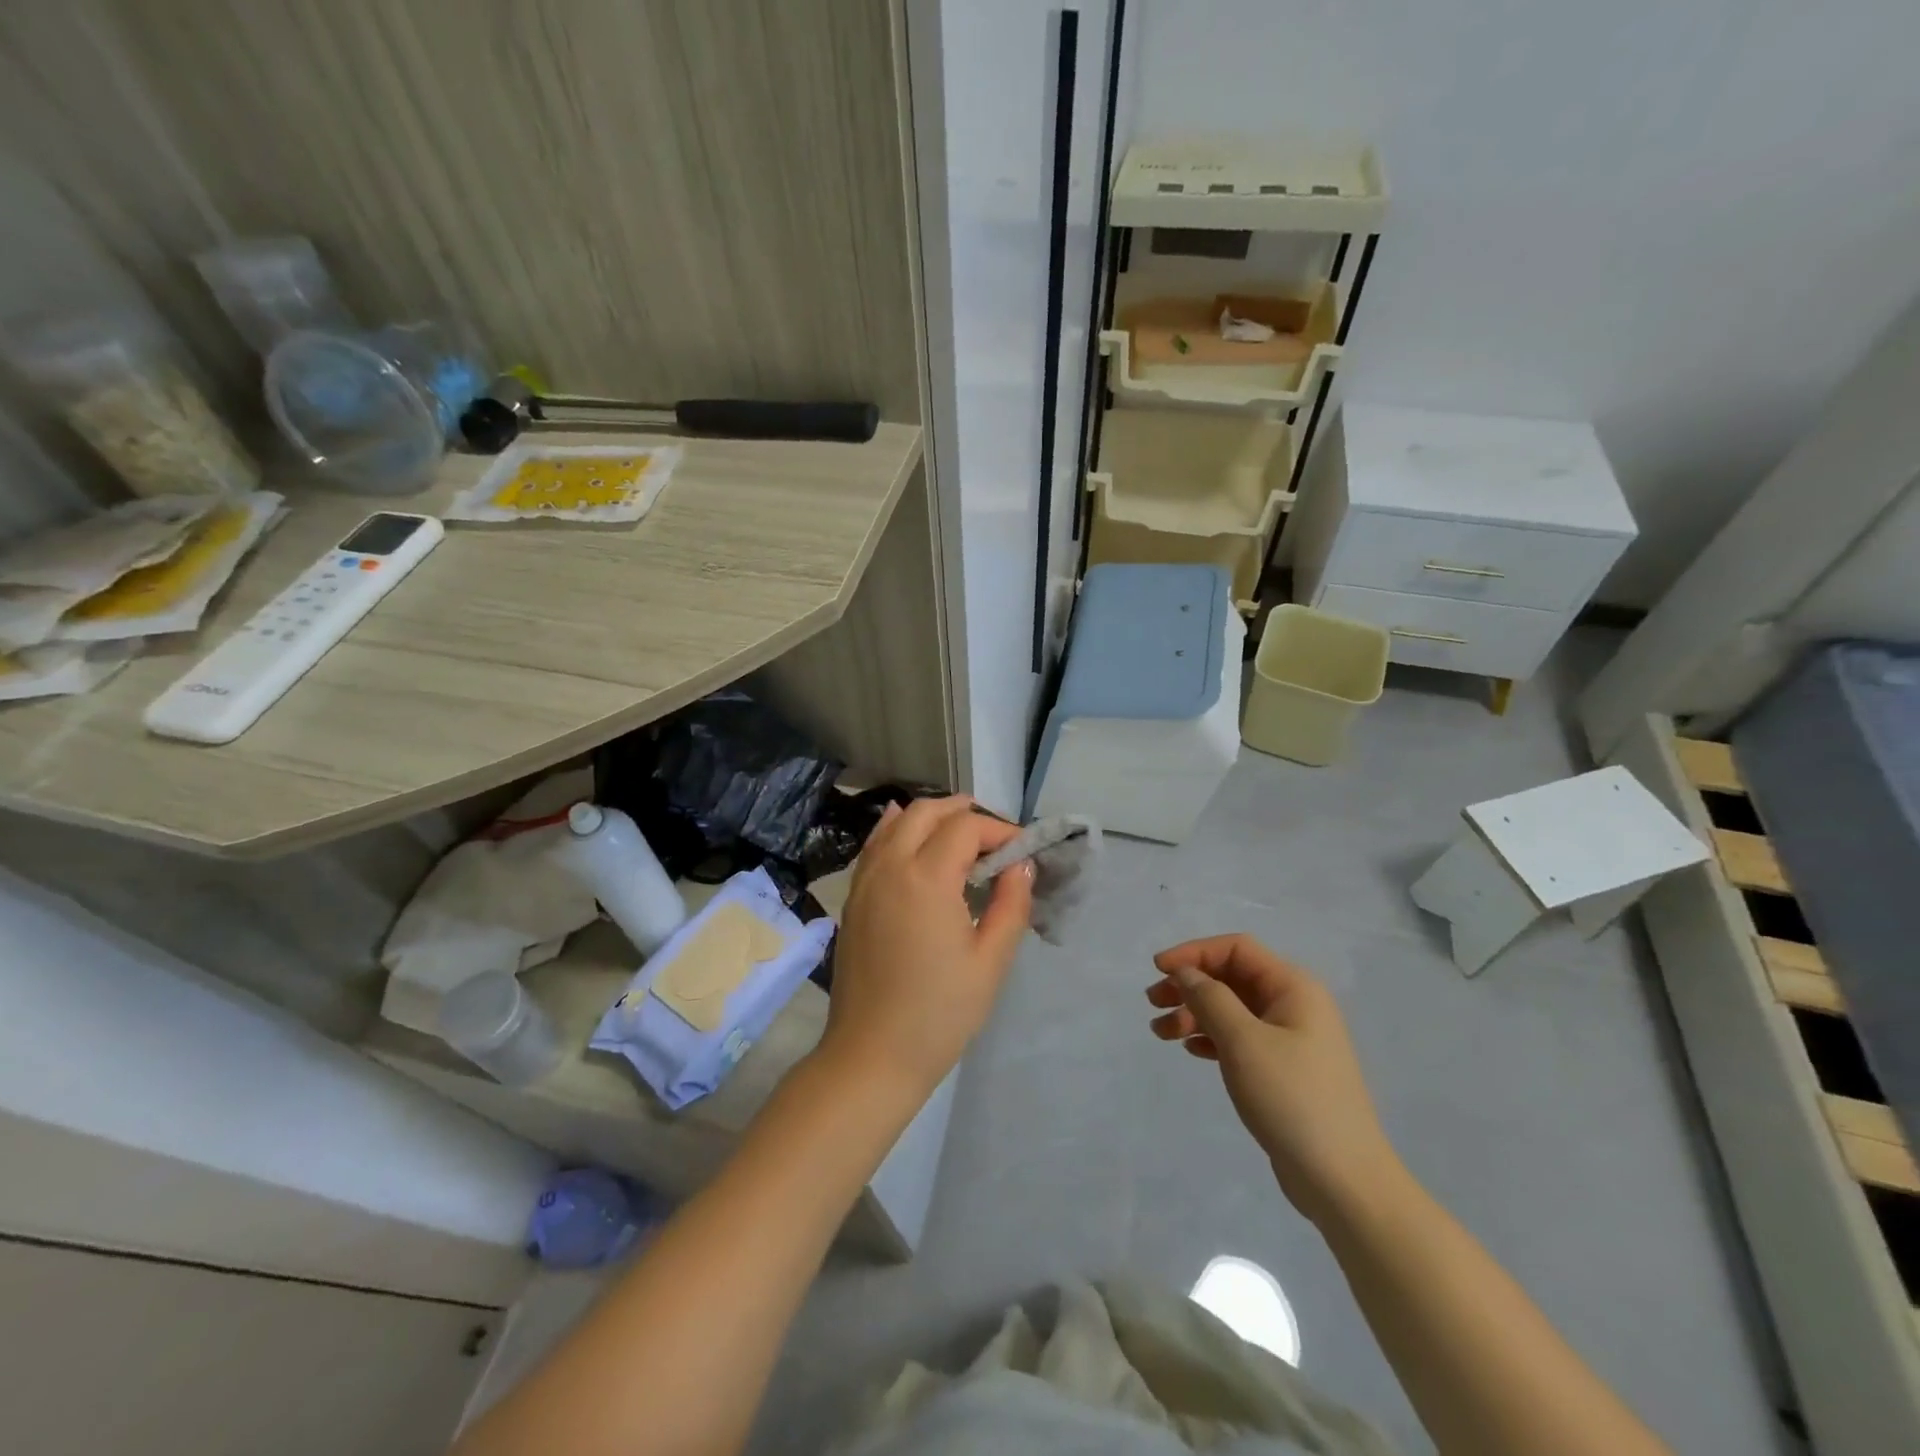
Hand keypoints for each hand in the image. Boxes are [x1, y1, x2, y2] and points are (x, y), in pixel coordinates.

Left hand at [819, 797, 1032, 1099]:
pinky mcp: (853, 898)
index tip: (1023, 850)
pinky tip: (914, 844)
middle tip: (995, 837)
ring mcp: (865, 880)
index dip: (1000, 830)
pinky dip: (899, 831)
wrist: (871, 1055)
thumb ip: (1011, 904)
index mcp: (926, 878)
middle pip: (926, 811)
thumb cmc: (939, 1014)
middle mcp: (890, 866)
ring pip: (896, 822)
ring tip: (961, 835)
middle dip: (964, 812)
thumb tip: (1021, 865)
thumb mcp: (990, 962)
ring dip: (931, 818)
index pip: (966, 828)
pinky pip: (876, 845)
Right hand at [1148, 934, 1401, 1224]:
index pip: (1236, 949)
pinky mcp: (1284, 1070)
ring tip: (1161, 1034)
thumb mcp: (1243, 1041)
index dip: (1194, 952)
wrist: (1344, 1181)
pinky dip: (1211, 1037)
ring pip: (1232, 1009)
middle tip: (1153, 1003)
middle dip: (1190, 985)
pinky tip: (1190, 1050)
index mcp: (1294, 987)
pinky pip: (1240, 1038)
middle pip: (1232, 977)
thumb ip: (1210, 998)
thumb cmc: (1292, 1099)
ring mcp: (1291, 1039)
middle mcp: (1295, 1005)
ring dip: (1194, 1013)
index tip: (1158, 969)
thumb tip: (1186, 973)